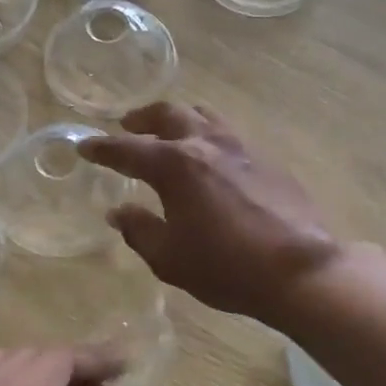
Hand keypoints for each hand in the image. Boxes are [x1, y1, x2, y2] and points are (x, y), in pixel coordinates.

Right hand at [79, 102, 340, 322]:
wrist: (300, 270)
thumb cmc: (226, 267)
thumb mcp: (169, 258)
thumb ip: (139, 230)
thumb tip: (118, 212)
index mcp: (176, 165)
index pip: (128, 149)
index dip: (102, 148)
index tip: (85, 146)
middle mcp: (206, 144)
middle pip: (168, 114)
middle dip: (142, 118)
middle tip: (127, 124)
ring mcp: (241, 147)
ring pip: (203, 115)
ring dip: (179, 118)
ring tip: (169, 131)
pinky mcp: (267, 158)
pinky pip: (228, 133)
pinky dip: (208, 134)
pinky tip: (210, 156)